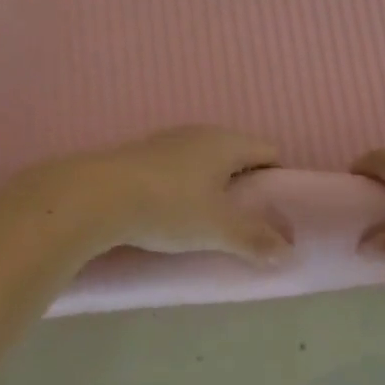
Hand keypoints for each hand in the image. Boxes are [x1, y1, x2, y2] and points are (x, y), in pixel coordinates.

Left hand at [12, 126, 289, 266]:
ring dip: (212, 185)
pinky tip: (172, 212)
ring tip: (208, 220)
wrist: (97, 196)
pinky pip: (176, 168)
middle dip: (245, 184)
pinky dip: (183, 187)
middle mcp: (199, 133)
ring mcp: (167, 141)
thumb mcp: (217, 229)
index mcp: (226, 142)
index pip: (268, 151)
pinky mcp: (140, 155)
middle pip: (236, 153)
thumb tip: (288, 250)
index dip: (278, 178)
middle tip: (246, 220)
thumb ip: (255, 239)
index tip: (275, 209)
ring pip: (204, 160)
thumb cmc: (169, 206)